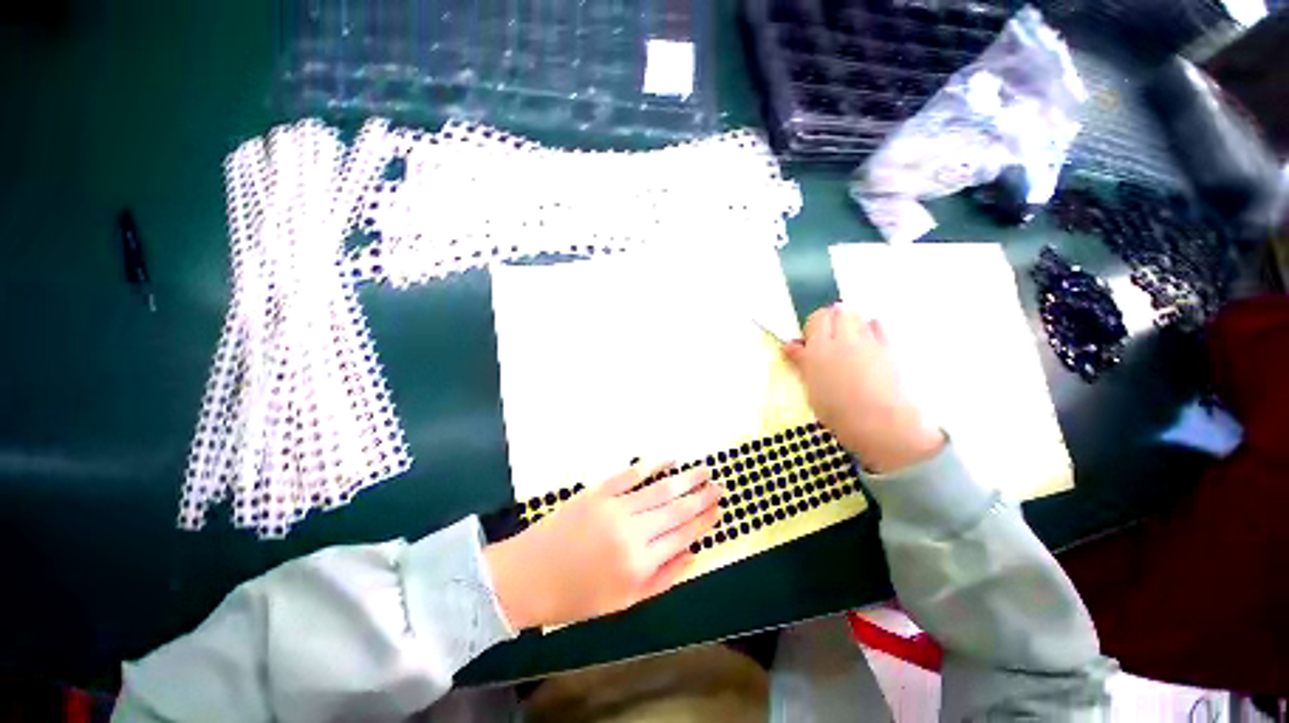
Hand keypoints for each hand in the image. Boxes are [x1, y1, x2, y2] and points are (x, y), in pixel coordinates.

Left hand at [484, 462, 720, 629]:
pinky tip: (667, 459)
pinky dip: (651, 465)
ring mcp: (614, 507)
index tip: (719, 509)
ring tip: (703, 470)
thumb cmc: (577, 596)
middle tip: (718, 485)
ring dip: (684, 478)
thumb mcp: (624, 602)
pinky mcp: (598, 491)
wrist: (528, 576)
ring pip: (658, 489)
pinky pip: (630, 475)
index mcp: (639, 565)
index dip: (704, 521)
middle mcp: (632, 533)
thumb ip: (662, 578)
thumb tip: (693, 554)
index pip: (682, 536)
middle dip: (701, 496)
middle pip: (676, 509)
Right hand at [784, 305, 944, 472]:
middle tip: (829, 341)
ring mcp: (870, 341)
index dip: (812, 328)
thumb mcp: (811, 389)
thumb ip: (801, 362)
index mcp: (819, 348)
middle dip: (833, 320)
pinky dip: (871, 329)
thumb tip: (790, 345)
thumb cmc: (839, 412)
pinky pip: (878, 327)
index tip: (810, 344)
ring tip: (849, 344)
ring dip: (852, 323)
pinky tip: (868, 347)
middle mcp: (844, 338)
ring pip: (859, 316)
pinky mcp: (891, 348)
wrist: (883, 425)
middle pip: (839, 311)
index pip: (816, 319)